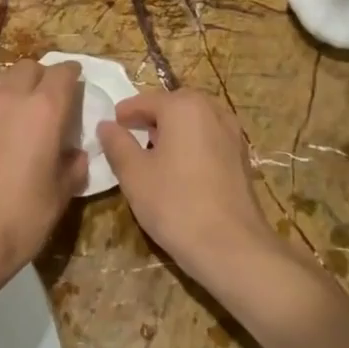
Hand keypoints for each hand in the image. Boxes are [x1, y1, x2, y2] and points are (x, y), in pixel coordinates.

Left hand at [0, 61, 87, 299]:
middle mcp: (13, 97)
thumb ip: (72, 167)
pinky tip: (5, 126)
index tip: (80, 85)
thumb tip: (76, 155)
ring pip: (5, 77)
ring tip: (27, 108)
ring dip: (19, 84)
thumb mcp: (60, 194)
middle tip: (54, 99)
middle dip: (45, 76)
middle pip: (30, 67)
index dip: (73, 76)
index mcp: (45, 108)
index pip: (63, 73)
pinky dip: (0, 101)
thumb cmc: (22, 214)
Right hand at [97, 89, 285, 292]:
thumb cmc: (175, 204)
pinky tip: (181, 170)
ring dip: (173, 131)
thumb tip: (106, 125)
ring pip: (194, 122)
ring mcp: (232, 133)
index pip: (145, 100)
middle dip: (151, 118)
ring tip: (154, 154)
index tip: (111, 127)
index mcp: (183, 106)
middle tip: (130, 138)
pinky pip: (209, 139)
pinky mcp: (241, 157)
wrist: (231, 246)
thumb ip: (117, 144)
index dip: (125, 113)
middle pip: (173, 106)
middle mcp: (212, 110)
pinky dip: (192, 144)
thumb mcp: (134, 174)